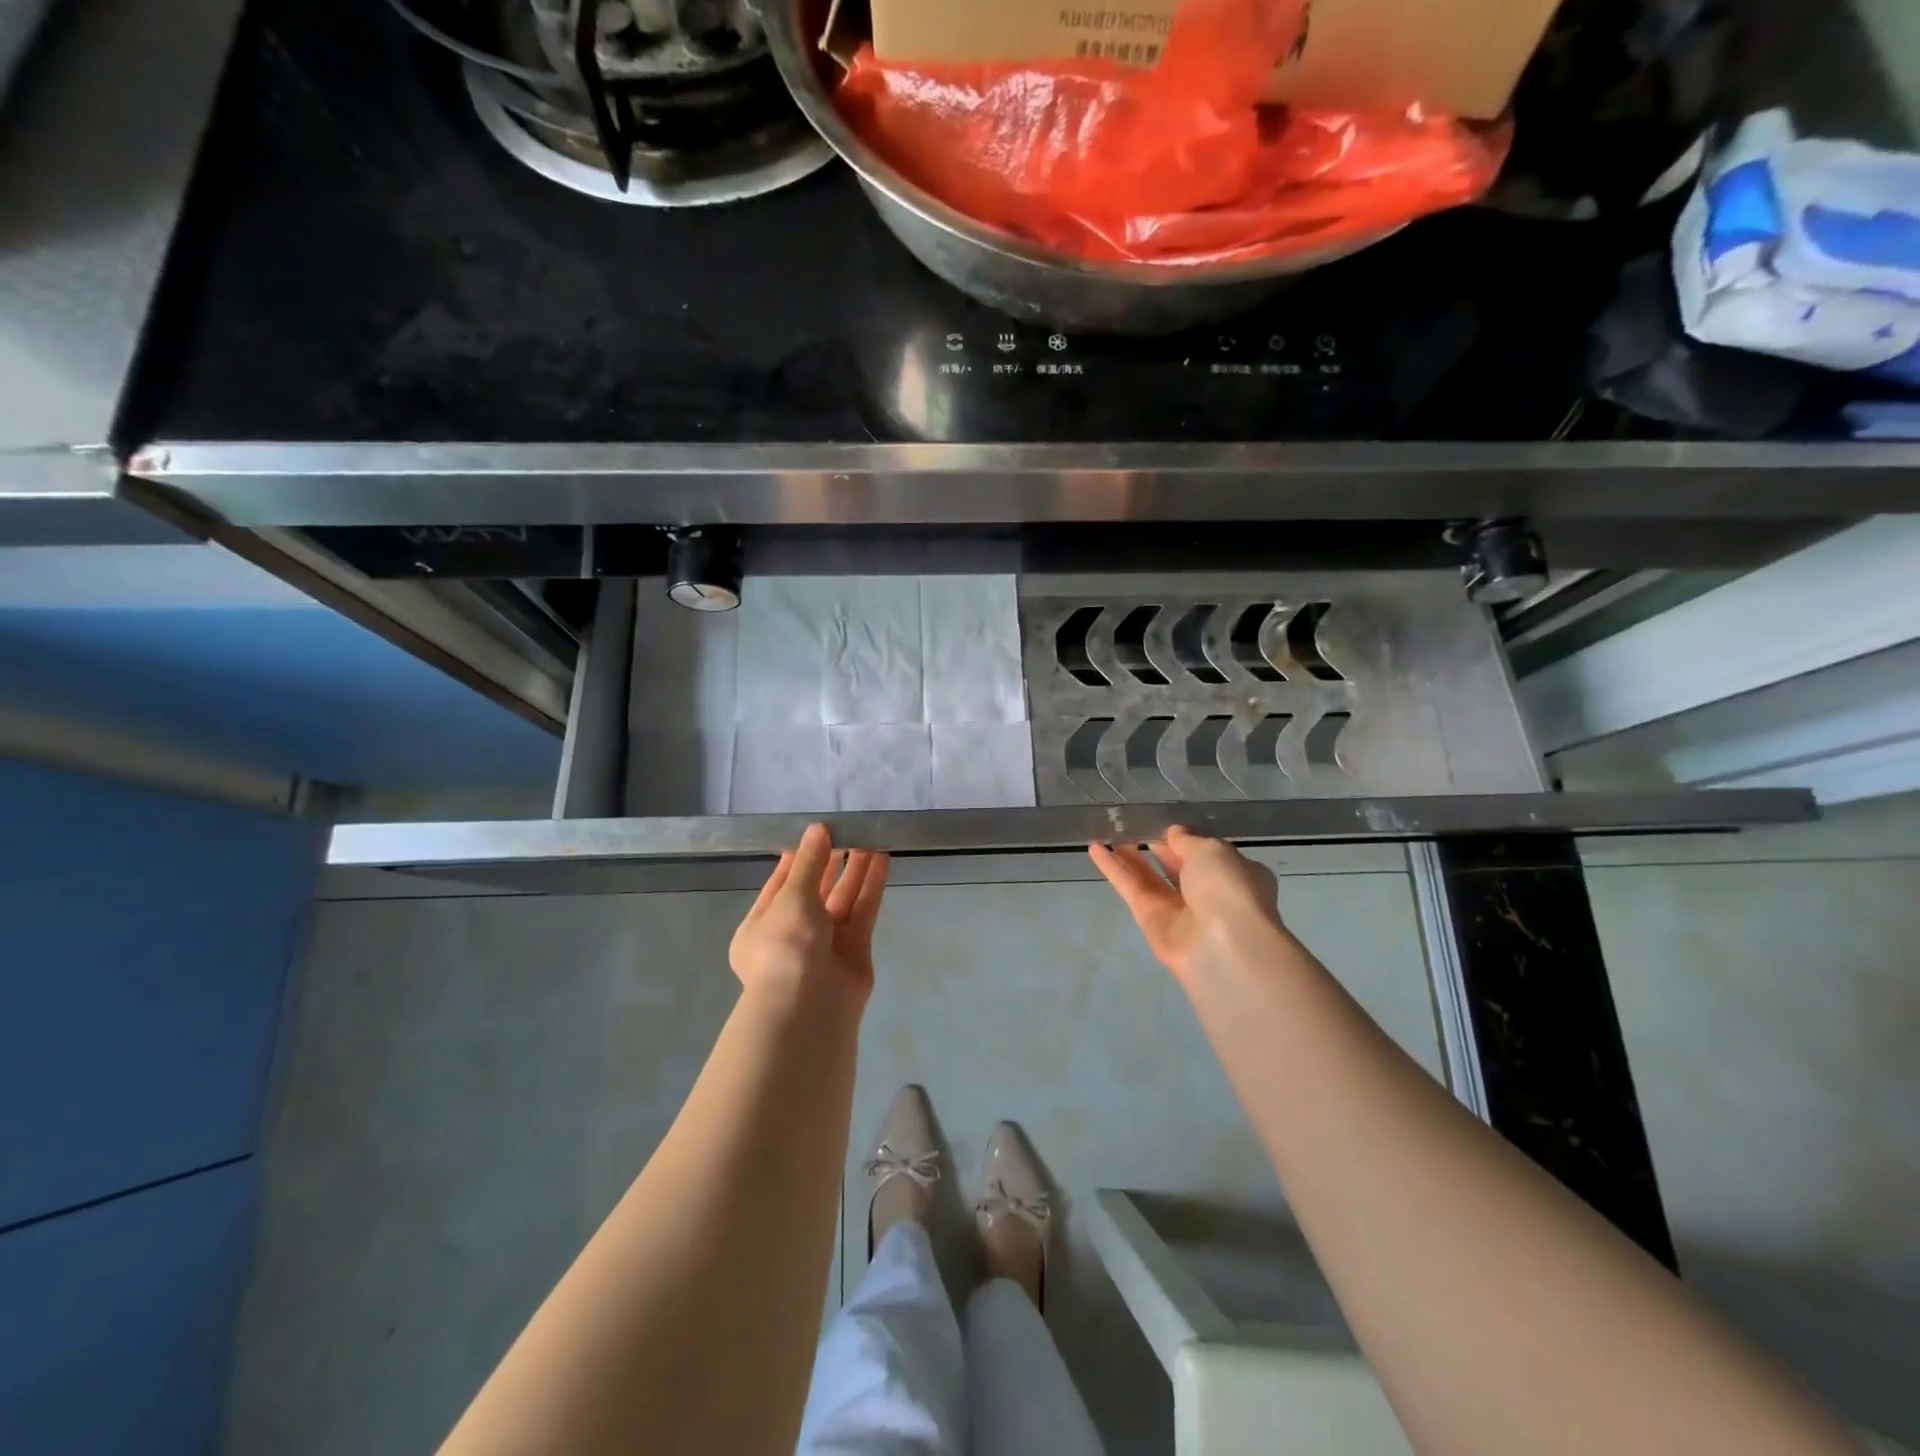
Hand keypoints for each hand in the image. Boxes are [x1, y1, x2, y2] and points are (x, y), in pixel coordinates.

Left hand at [730, 824, 889, 1005]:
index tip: (817, 832)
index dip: (799, 858)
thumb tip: (818, 829)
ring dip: (855, 870)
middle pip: (815, 890)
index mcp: (762, 924)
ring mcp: (826, 943)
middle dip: (830, 861)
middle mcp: (793, 933)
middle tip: (848, 830)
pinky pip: (863, 911)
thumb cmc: (786, 945)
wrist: (809, 1006)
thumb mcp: (791, 897)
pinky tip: (882, 860)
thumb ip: (809, 863)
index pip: (781, 884)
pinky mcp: (855, 950)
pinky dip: (871, 886)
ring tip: (870, 837)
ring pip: (842, 898)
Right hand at [1090, 826, 1285, 983]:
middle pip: (1175, 864)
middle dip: (1155, 844)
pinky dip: (1113, 869)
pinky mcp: (1149, 920)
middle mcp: (1206, 892)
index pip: (1206, 852)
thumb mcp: (1211, 850)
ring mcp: (1176, 908)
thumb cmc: (1227, 888)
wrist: (1221, 946)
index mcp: (1234, 873)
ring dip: (1129, 855)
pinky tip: (1095, 848)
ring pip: (1148, 876)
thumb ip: (1188, 840)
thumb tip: (1174, 834)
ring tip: (1108, 831)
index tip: (1163, 822)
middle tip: (1130, 823)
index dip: (1185, 837)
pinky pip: (1130, 888)